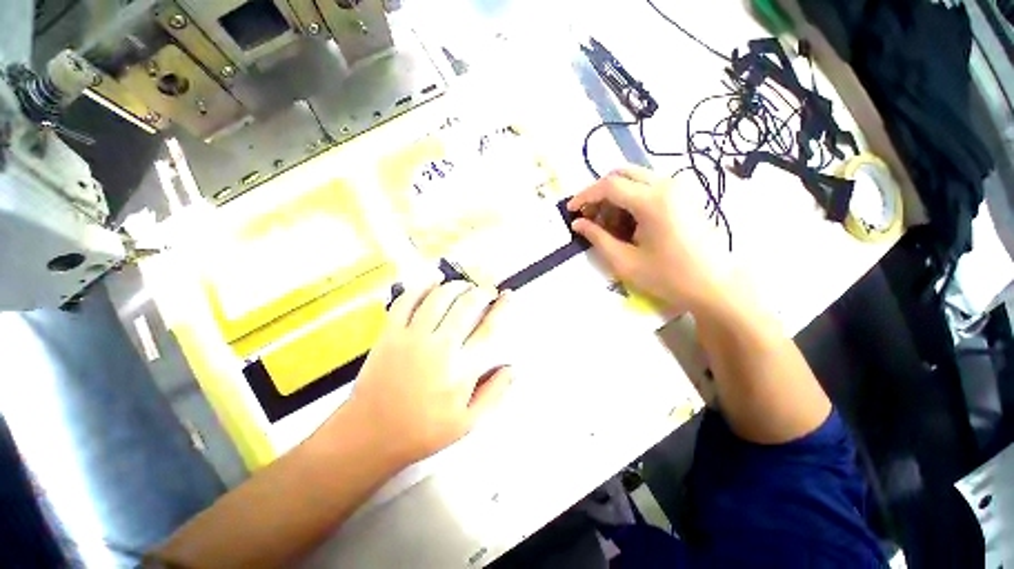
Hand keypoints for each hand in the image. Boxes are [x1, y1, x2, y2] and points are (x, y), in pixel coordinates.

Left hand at [343, 282, 513, 467]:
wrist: (370, 435)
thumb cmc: (422, 431)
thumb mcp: (467, 423)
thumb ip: (494, 393)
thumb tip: (513, 368)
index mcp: (461, 369)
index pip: (488, 328)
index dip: (501, 307)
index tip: (508, 295)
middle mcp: (440, 346)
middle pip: (466, 305)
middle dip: (481, 291)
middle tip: (486, 290)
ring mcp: (412, 337)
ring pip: (439, 298)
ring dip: (456, 285)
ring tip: (464, 285)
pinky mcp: (390, 334)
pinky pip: (406, 301)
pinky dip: (421, 286)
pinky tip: (432, 280)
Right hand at [568, 166, 733, 313]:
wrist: (716, 284)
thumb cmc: (668, 277)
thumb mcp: (625, 261)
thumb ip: (597, 238)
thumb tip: (577, 224)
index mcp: (653, 201)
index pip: (609, 185)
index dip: (585, 195)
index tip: (571, 210)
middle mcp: (667, 185)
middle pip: (622, 174)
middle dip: (599, 193)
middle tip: (589, 216)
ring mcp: (680, 187)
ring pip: (635, 178)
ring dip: (615, 195)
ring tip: (607, 224)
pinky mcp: (685, 195)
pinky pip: (649, 186)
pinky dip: (631, 198)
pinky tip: (628, 222)